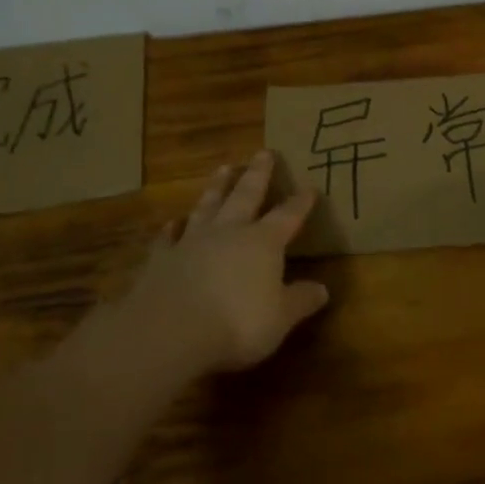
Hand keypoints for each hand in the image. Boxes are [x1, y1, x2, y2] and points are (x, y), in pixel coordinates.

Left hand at [129, 151, 329, 370]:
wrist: (170, 331)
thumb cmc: (237, 323)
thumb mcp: (281, 318)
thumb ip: (301, 301)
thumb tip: (323, 290)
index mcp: (263, 242)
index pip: (288, 215)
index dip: (300, 202)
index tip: (310, 187)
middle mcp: (229, 232)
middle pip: (246, 195)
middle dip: (258, 174)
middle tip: (263, 152)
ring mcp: (192, 242)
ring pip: (208, 205)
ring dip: (217, 187)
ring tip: (223, 168)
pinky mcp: (161, 259)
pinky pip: (167, 238)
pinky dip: (171, 229)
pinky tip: (172, 223)